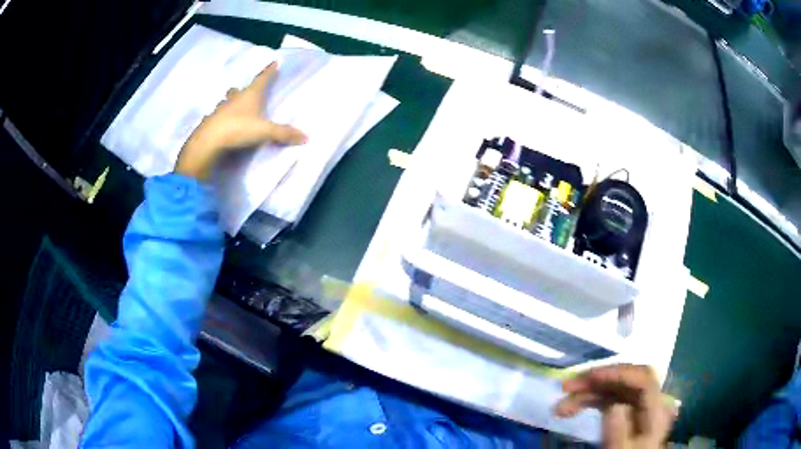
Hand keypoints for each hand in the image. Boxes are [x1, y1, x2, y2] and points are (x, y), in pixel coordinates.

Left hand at [175, 62, 306, 179]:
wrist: (208, 143)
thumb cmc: (238, 129)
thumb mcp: (265, 131)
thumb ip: (284, 133)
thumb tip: (306, 137)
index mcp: (250, 95)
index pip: (262, 79)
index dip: (269, 71)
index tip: (274, 62)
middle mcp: (234, 99)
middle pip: (239, 90)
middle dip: (243, 90)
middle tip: (246, 92)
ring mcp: (219, 110)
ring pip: (225, 103)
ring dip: (230, 104)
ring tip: (233, 110)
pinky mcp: (209, 123)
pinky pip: (216, 118)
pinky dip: (220, 120)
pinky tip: (221, 126)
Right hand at [554, 364, 675, 447]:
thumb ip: (620, 432)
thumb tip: (615, 406)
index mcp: (656, 411)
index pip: (644, 380)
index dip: (619, 373)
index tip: (590, 376)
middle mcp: (649, 402)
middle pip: (626, 380)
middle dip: (596, 380)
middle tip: (566, 387)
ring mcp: (636, 405)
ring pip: (613, 388)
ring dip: (586, 393)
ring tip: (559, 407)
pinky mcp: (625, 410)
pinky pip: (608, 399)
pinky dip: (589, 401)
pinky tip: (571, 409)